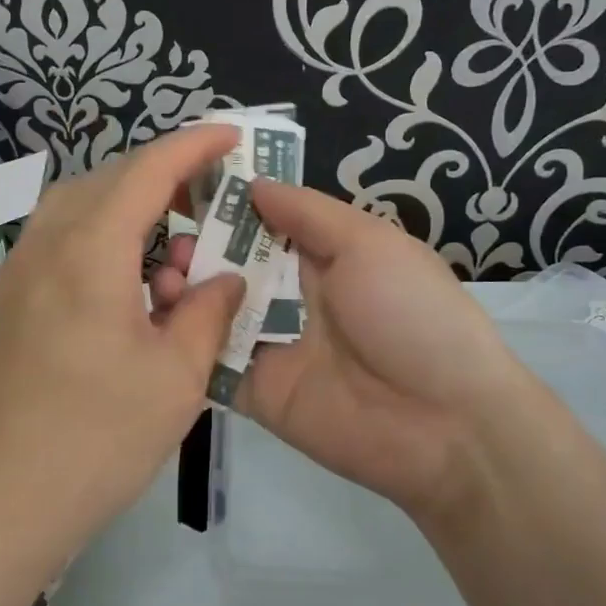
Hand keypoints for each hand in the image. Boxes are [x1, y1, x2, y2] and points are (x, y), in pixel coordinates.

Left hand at [0, 125, 245, 569]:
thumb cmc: (94, 438)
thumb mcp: (174, 377)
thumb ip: (206, 313)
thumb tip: (225, 279)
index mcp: (90, 248)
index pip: (147, 169)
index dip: (194, 145)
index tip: (232, 134)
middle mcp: (47, 244)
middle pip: (110, 180)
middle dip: (165, 177)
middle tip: (212, 203)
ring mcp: (20, 272)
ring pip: (81, 208)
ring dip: (132, 211)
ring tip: (175, 256)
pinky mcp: (11, 301)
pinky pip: (63, 242)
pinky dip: (105, 242)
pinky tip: (131, 290)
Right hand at [153, 181, 530, 521]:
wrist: (445, 424)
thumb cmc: (412, 314)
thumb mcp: (370, 245)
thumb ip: (308, 214)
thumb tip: (253, 183)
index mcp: (323, 257)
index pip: (264, 221)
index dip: (227, 202)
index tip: (182, 181)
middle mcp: (292, 295)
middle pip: (231, 264)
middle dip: (197, 245)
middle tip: (168, 236)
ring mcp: (271, 344)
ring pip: (214, 310)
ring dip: (186, 290)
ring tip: (164, 274)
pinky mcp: (256, 391)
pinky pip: (212, 362)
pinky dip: (185, 342)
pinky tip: (160, 320)